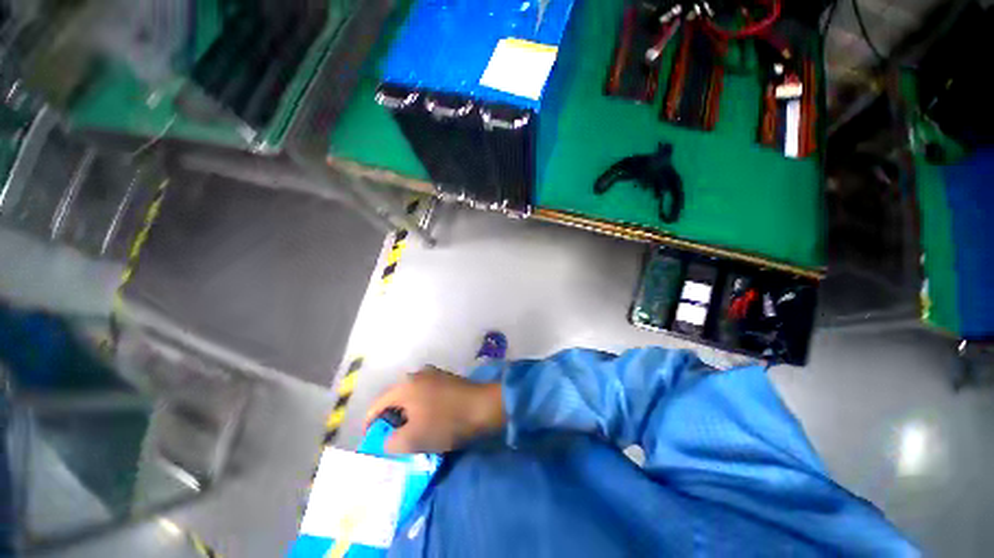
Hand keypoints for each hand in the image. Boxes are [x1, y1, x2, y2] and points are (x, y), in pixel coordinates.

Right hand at [364, 366, 504, 453]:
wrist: (484, 406)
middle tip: (393, 439)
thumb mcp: (414, 439)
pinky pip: (426, 393)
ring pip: (411, 396)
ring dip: (408, 414)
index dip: (370, 426)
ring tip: (412, 431)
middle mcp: (416, 374)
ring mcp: (433, 374)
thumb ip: (391, 443)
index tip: (372, 443)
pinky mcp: (446, 378)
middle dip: (391, 420)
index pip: (376, 406)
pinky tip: (429, 419)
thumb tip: (387, 440)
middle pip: (394, 399)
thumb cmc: (446, 422)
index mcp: (404, 386)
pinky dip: (422, 407)